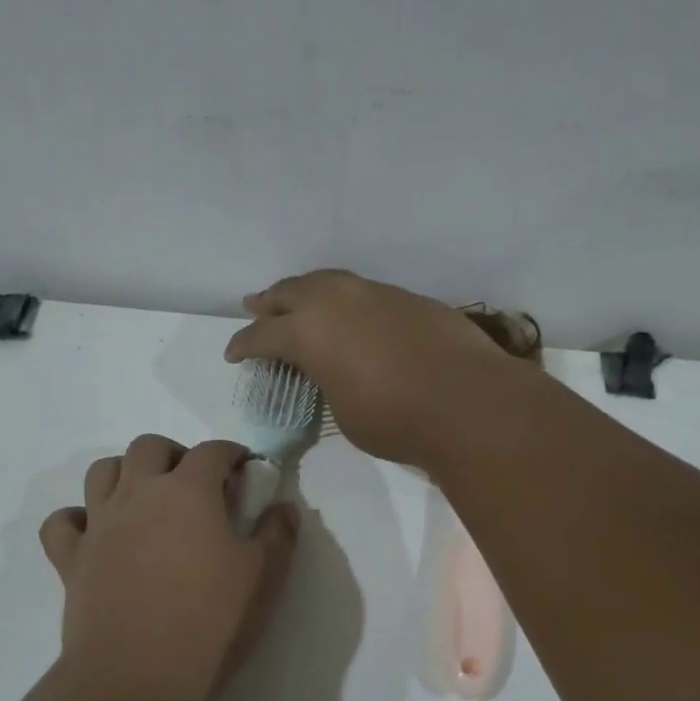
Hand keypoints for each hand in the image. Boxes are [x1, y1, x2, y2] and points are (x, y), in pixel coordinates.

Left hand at [38, 435, 298, 700]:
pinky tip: (95, 534)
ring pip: (102, 471)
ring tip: (146, 499)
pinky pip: (61, 523)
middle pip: (149, 447)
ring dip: (125, 473)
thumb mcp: (263, 578)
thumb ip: (277, 535)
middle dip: (175, 454)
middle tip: (195, 485)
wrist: (136, 676)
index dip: (232, 453)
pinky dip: (76, 519)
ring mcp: (100, 525)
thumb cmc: (210, 622)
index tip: (245, 470)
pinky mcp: (71, 559)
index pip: (212, 450)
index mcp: (188, 491)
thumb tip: (283, 507)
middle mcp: (138, 494)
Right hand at [224, 270, 527, 466]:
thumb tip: (334, 371)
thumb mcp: (343, 410)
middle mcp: (337, 302)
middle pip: (292, 292)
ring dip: (308, 291)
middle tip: (255, 306)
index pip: (263, 336)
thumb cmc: (394, 418)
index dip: (243, 345)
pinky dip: (346, 300)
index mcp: (309, 332)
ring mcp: (376, 295)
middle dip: (270, 302)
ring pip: (330, 281)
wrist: (467, 402)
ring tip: (298, 297)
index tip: (233, 353)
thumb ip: (329, 381)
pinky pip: (364, 292)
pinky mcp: (409, 299)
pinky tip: (352, 314)